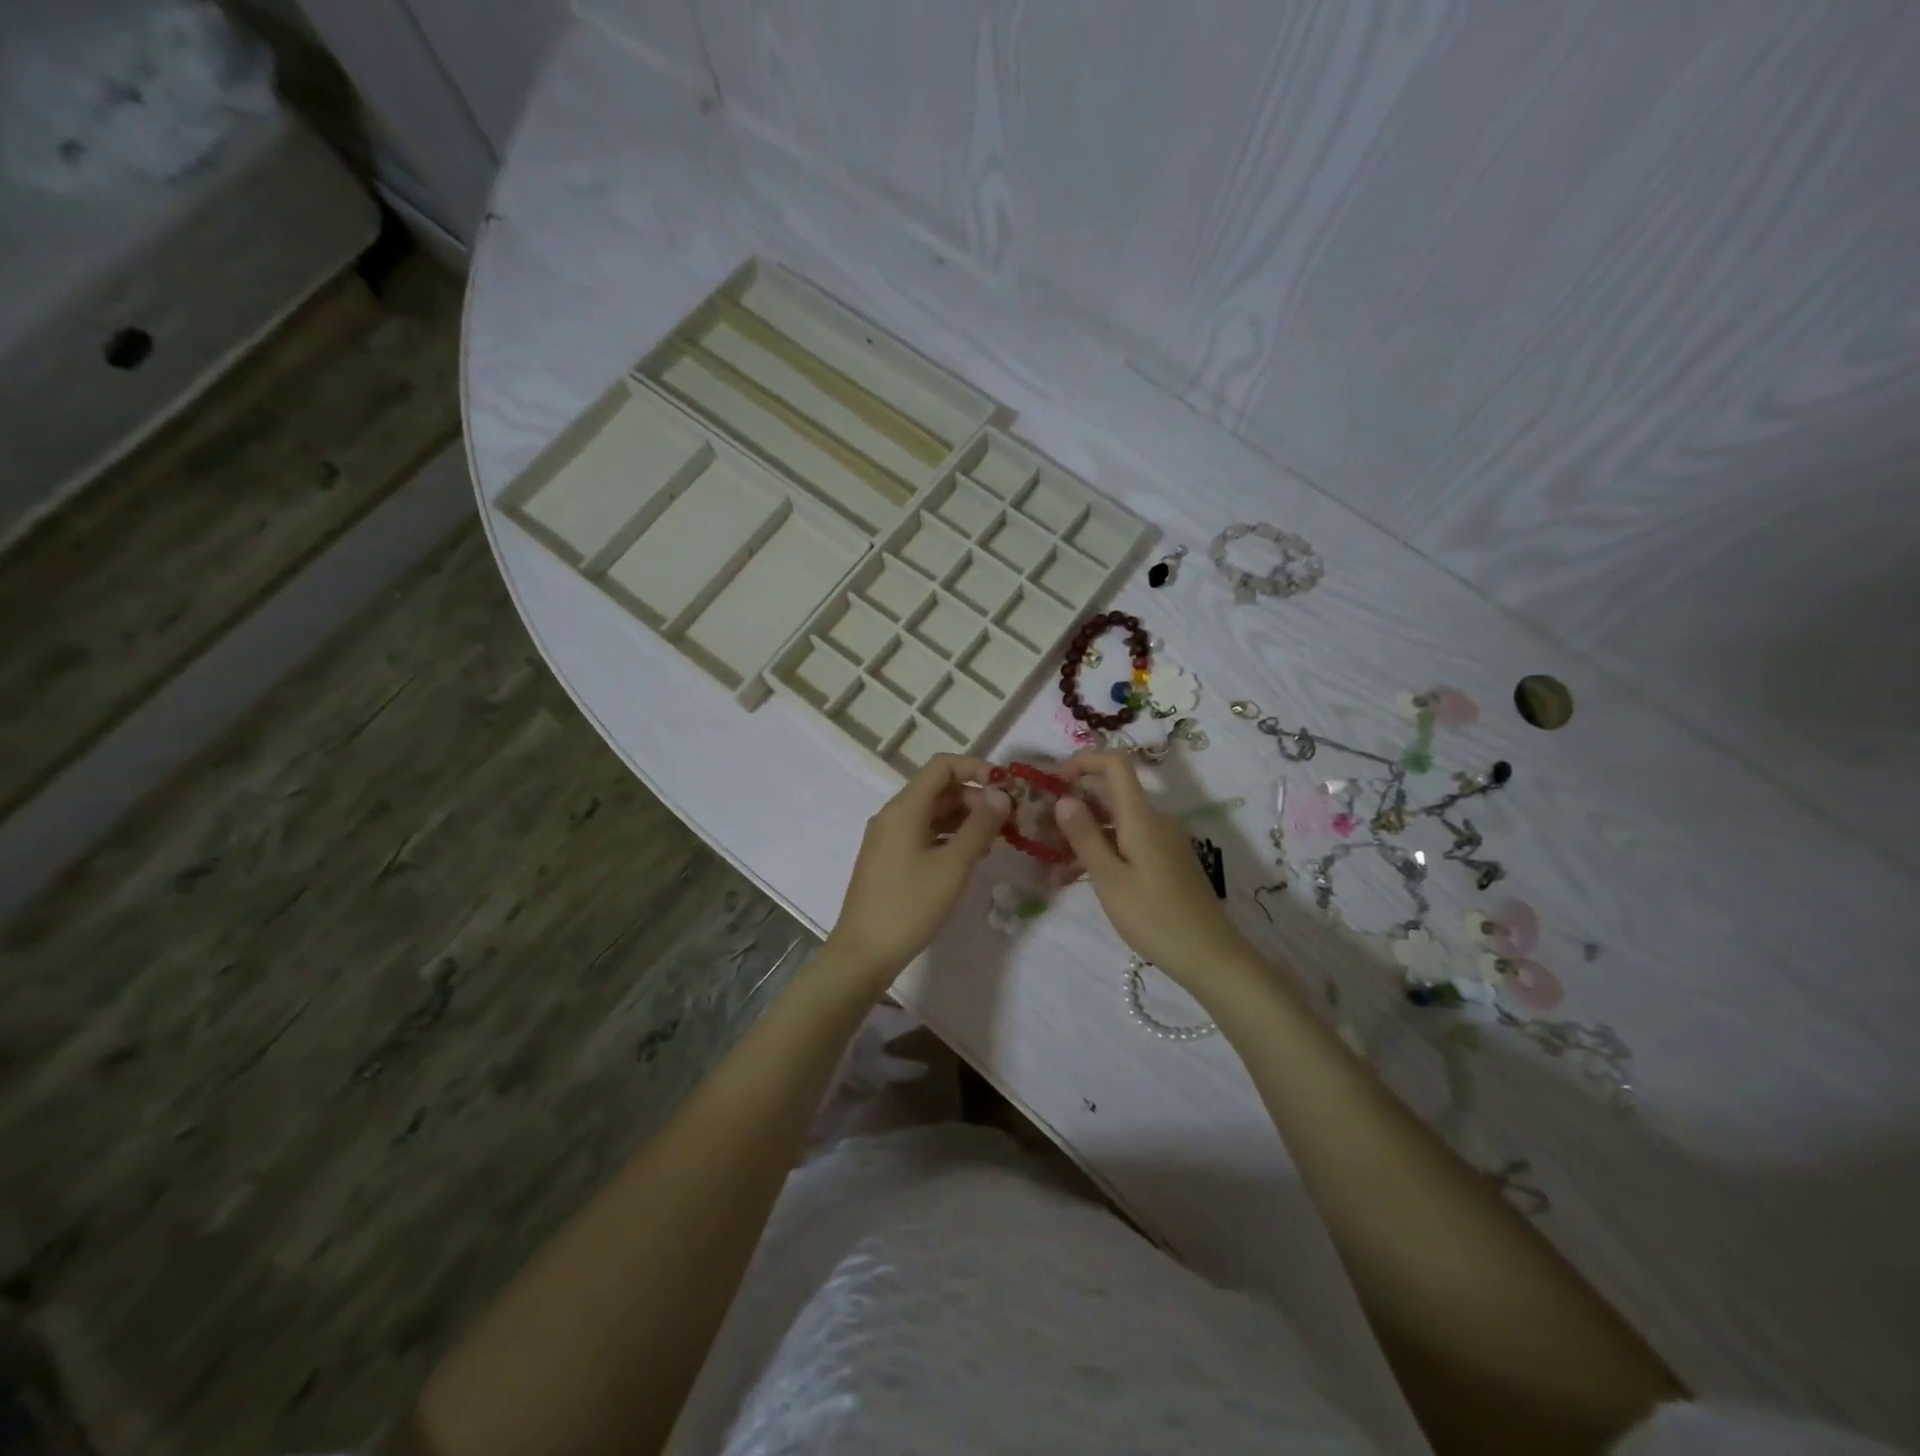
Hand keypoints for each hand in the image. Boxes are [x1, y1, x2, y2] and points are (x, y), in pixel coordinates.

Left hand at [825, 755, 1010, 984]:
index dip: (976, 768)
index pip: (942, 766)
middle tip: (1008, 820)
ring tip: (996, 839)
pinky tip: (970, 855)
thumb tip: (1000, 794)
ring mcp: (888, 837)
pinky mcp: (889, 859)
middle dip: (975, 797)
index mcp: (904, 808)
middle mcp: (893, 815)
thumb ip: (979, 826)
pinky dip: (949, 836)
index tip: (1006, 788)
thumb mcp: (953, 865)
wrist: (864, 952)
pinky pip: (923, 833)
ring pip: (932, 812)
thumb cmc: (910, 905)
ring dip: (964, 818)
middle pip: (938, 789)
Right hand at [1053, 750, 1255, 992]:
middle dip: (1074, 807)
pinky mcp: (1166, 860)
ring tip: (1052, 869)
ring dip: (1084, 837)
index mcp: (1141, 816)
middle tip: (1043, 832)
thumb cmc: (1154, 916)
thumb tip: (1063, 798)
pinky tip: (1078, 880)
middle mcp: (1155, 820)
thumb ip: (1084, 836)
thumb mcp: (1109, 878)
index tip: (1053, 781)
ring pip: (1116, 823)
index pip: (1115, 763)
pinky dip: (1102, 853)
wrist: (1210, 956)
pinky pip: (1128, 843)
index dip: (1082, 761)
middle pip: (1111, 794)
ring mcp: (1163, 840)